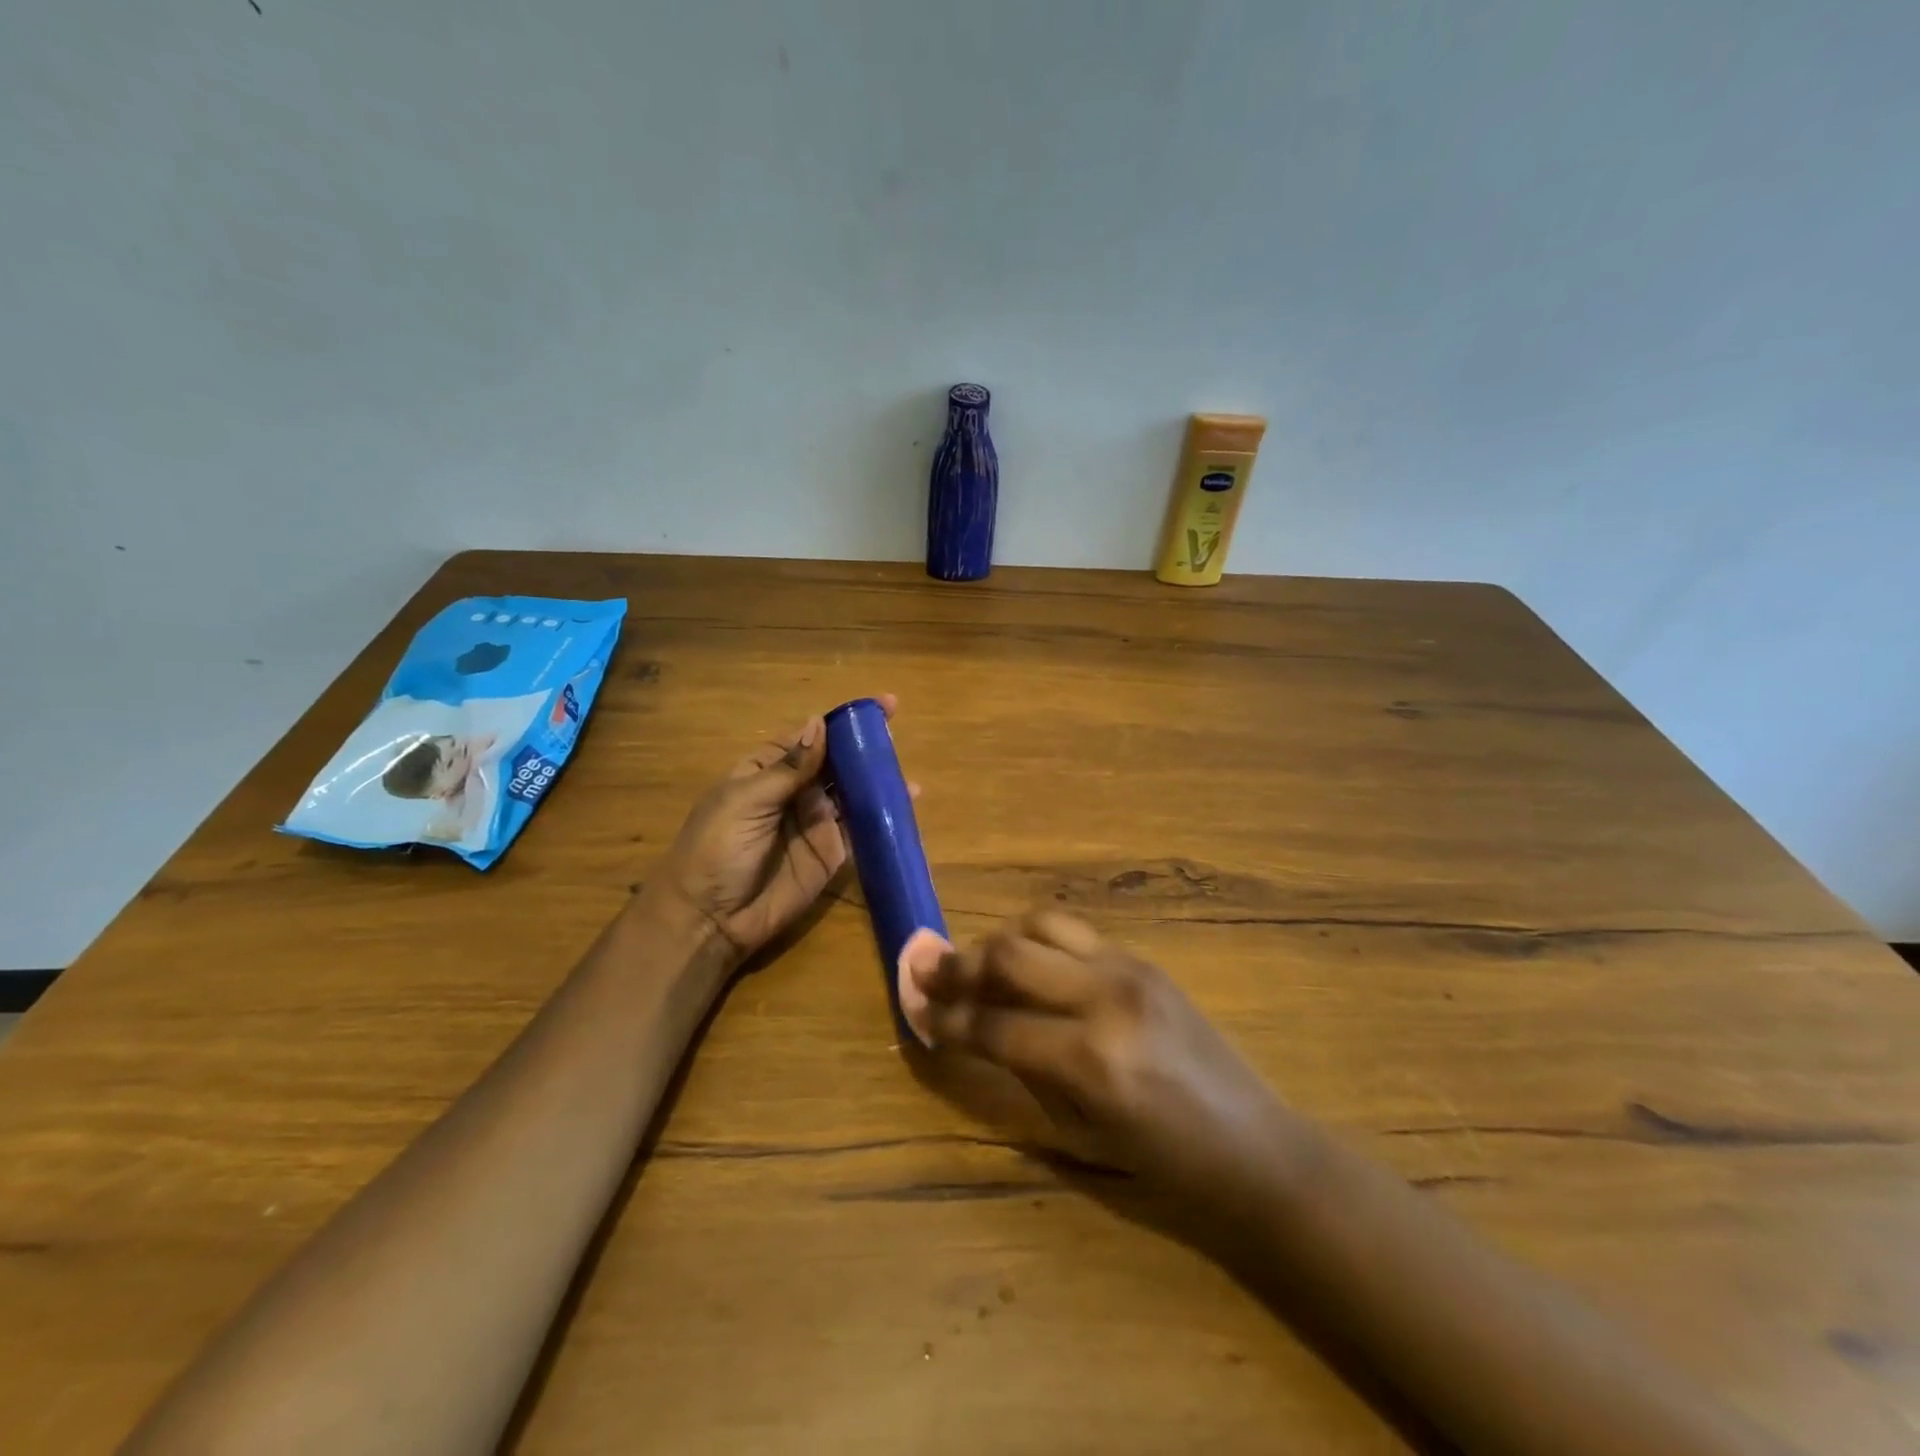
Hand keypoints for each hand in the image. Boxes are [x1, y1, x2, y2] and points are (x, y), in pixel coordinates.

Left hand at [650, 696, 899, 960]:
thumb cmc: (717, 849)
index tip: (878, 706)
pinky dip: (883, 815)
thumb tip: (819, 723)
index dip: (839, 722)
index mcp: (765, 771)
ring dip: (877, 778)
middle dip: (864, 746)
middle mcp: (794, 792)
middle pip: (835, 762)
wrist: (710, 919)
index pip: (808, 738)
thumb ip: (789, 767)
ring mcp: (815, 823)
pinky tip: (906, 802)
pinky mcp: (831, 854)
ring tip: (905, 767)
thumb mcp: (746, 801)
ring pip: (852, 792)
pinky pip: (860, 829)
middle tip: (897, 731)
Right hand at [908, 911, 1287, 1199]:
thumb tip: (968, 1027)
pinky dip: (1039, 941)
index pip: (992, 1023)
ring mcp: (1129, 969)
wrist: (1252, 1146)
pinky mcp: (1144, 958)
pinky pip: (1075, 933)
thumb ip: (1019, 1072)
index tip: (913, 1005)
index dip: (944, 1015)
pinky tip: (1031, 966)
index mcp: (1087, 1061)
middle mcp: (1105, 999)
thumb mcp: (1077, 1137)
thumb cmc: (1163, 1167)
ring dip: (1000, 941)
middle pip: (1009, 954)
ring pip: (1040, 924)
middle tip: (928, 970)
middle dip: (959, 964)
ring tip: (981, 965)